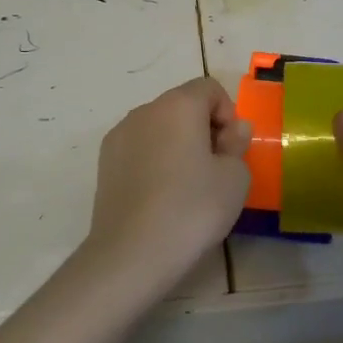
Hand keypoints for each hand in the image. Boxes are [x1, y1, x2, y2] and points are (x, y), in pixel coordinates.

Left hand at [82, 77, 252, 285]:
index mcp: (178, 105)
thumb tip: (232, 130)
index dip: (228, 114)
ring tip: (187, 187)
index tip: (231, 150)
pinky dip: (155, 161)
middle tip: (215, 170)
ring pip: (159, 128)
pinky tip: (161, 197)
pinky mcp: (104, 163)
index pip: (209, 88)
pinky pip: (140, 149)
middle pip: (182, 106)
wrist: (131, 254)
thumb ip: (237, 144)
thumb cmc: (192, 208)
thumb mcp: (235, 177)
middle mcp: (144, 111)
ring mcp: (119, 136)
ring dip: (178, 145)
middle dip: (204, 129)